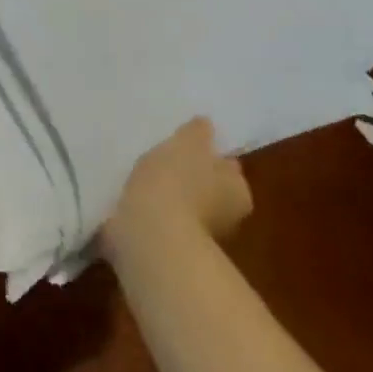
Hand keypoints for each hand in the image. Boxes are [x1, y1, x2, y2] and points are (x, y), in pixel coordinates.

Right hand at [102, 117, 251, 264]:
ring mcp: (198, 237)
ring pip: (184, 207)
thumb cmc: (177, 182)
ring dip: (170, 197)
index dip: (211, 157)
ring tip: (143, 179)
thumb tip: (205, 124)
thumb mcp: (188, 144)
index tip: (190, 149)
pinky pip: (161, 221)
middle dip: (192, 179)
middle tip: (166, 161)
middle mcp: (226, 217)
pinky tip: (133, 200)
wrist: (150, 233)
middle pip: (209, 189)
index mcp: (238, 191)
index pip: (228, 169)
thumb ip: (198, 133)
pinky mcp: (170, 247)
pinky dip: (152, 212)